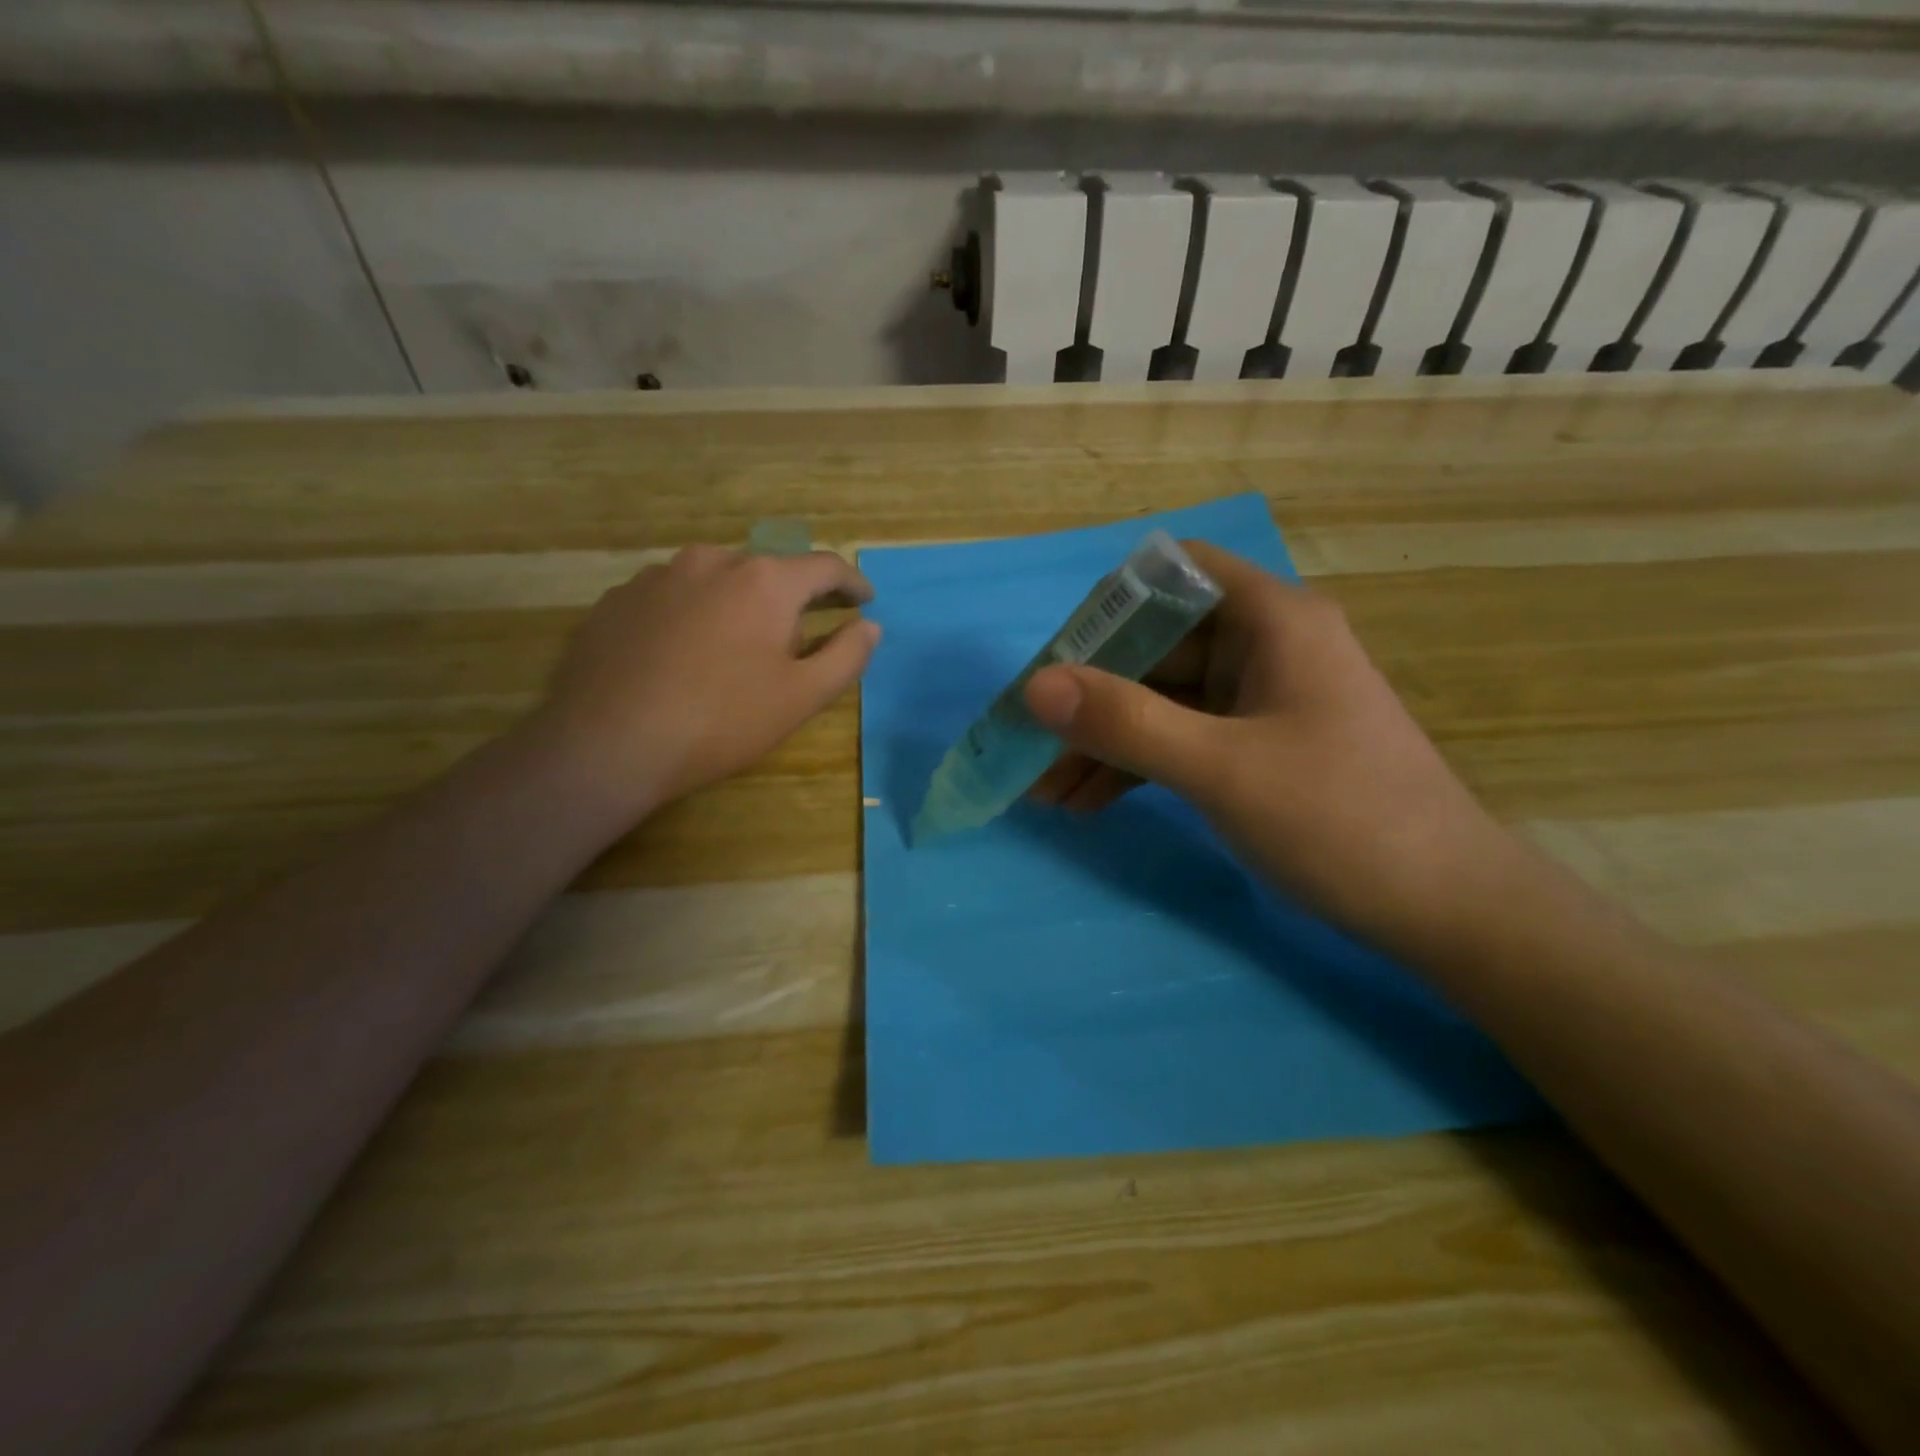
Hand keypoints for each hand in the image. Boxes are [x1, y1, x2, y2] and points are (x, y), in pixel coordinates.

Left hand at [534, 545, 878, 819]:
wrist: (607, 743)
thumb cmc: (721, 721)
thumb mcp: (801, 697)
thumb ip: (846, 656)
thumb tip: (869, 626)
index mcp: (764, 581)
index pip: (824, 567)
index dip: (852, 583)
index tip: (865, 600)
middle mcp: (711, 561)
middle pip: (768, 573)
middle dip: (789, 603)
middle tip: (792, 648)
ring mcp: (657, 576)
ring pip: (716, 582)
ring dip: (737, 607)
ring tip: (732, 654)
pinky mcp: (617, 599)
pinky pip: (673, 598)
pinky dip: (692, 617)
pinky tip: (681, 658)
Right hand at [1024, 541, 1500, 951]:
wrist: (1447, 910)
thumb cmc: (1342, 821)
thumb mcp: (1221, 768)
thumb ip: (1126, 722)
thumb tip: (1034, 685)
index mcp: (1272, 620)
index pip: (1173, 572)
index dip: (1109, 605)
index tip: (1057, 660)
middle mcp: (1265, 645)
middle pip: (1156, 644)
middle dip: (1091, 695)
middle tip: (1032, 744)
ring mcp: (1261, 699)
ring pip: (1162, 700)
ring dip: (1105, 739)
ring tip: (1048, 791)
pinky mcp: (1258, 746)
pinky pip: (1181, 738)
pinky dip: (1137, 764)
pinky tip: (1091, 802)